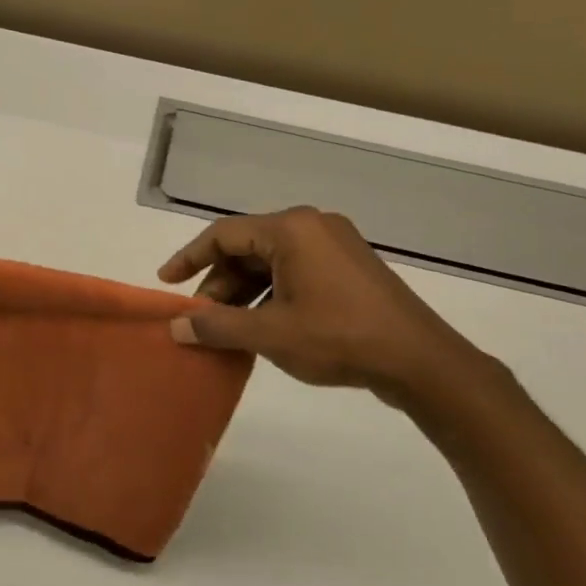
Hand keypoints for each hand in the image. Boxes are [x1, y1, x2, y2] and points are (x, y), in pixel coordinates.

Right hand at [158, 207, 486, 406]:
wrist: (418, 359)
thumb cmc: (339, 337)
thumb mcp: (270, 334)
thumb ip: (218, 326)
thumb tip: (176, 326)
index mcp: (291, 229)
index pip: (223, 234)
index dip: (189, 258)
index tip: (166, 282)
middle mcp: (312, 226)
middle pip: (247, 246)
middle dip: (219, 282)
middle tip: (200, 318)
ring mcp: (335, 245)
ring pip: (272, 261)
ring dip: (244, 292)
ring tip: (228, 328)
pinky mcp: (349, 267)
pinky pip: (296, 271)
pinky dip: (271, 294)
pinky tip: (262, 326)